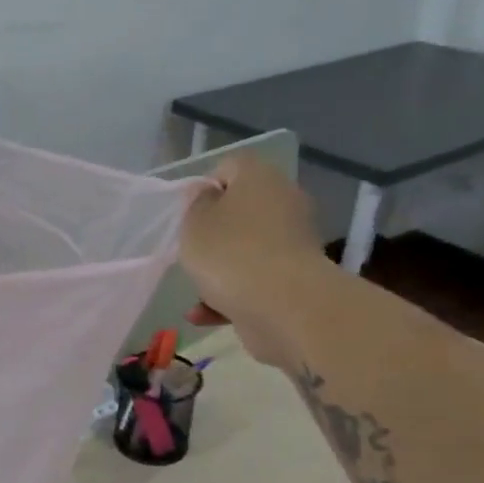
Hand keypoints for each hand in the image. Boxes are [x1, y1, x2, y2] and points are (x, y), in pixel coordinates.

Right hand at [179, 152, 327, 367]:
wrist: (285, 307)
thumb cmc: (230, 253)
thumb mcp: (194, 223)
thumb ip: (195, 205)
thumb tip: (207, 195)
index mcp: (260, 178)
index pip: (230, 167)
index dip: (204, 187)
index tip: (188, 215)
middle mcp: (283, 203)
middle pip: (241, 210)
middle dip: (214, 233)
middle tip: (192, 251)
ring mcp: (293, 243)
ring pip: (247, 249)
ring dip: (219, 269)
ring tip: (197, 291)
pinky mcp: (295, 279)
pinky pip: (256, 280)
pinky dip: (231, 295)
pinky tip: (204, 315)